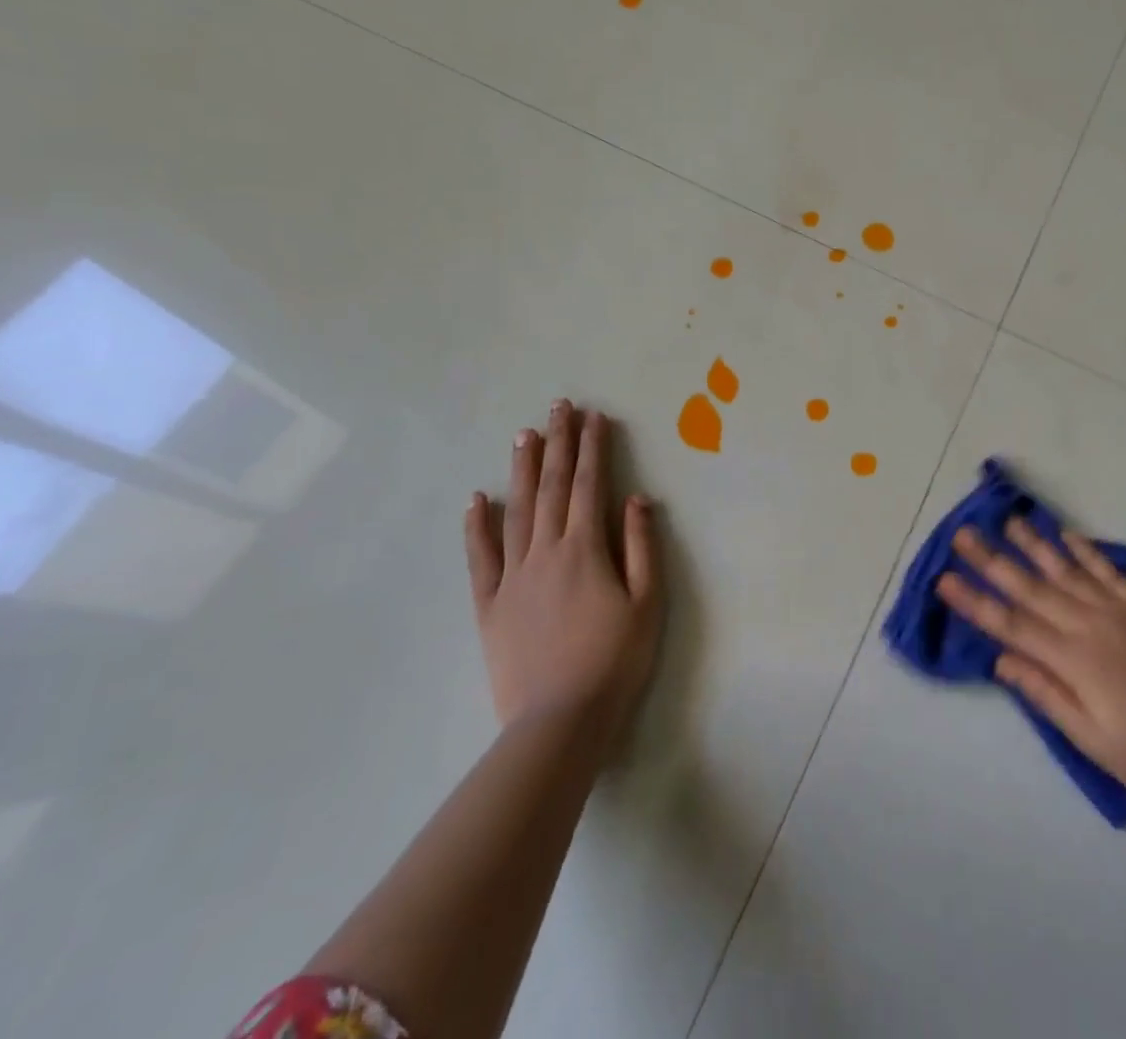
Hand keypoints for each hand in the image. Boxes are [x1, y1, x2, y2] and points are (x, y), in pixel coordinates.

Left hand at [463, 400, 662, 732]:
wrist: (560, 720)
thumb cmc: (615, 659)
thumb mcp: (648, 602)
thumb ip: (641, 546)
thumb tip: (635, 497)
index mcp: (585, 549)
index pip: (589, 485)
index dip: (593, 448)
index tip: (595, 416)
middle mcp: (545, 552)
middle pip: (551, 486)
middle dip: (558, 443)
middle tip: (559, 406)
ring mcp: (512, 576)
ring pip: (515, 511)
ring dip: (521, 469)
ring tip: (525, 434)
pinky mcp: (489, 604)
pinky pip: (480, 557)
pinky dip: (477, 526)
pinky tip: (477, 500)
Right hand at [937, 519, 1125, 808]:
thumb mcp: (1090, 738)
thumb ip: (1045, 693)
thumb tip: (1001, 659)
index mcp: (1072, 660)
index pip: (1011, 624)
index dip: (975, 601)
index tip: (945, 579)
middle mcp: (1089, 625)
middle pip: (1031, 588)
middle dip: (992, 560)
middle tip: (964, 533)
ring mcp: (1119, 611)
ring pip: (1066, 570)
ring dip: (1033, 544)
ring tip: (1008, 520)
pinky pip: (1110, 572)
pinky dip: (1086, 551)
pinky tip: (1066, 534)